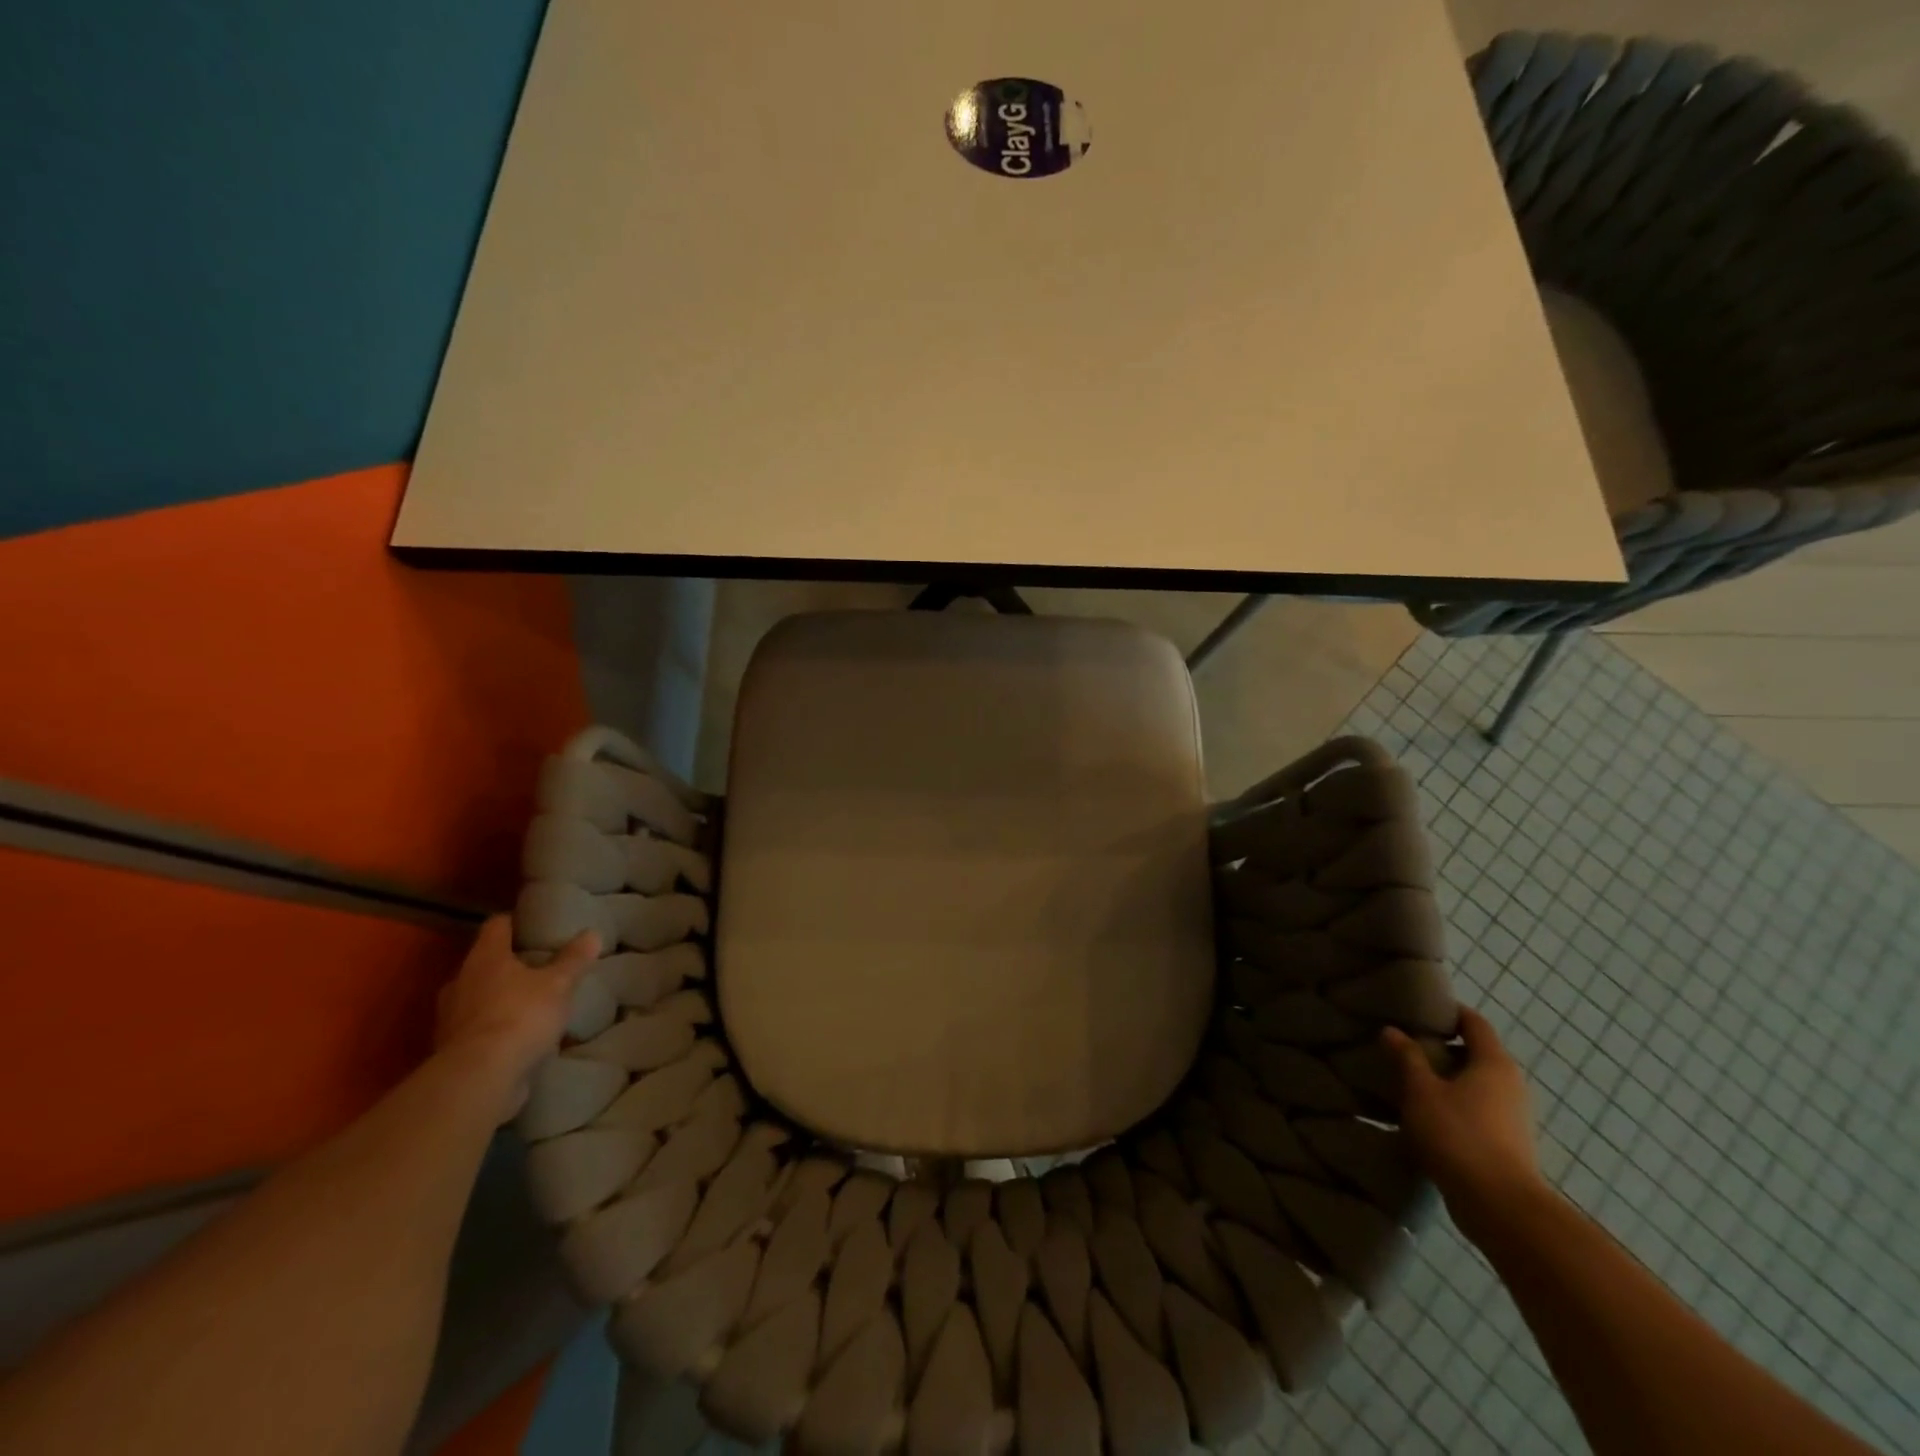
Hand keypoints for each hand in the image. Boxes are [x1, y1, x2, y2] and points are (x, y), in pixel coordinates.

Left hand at [436, 915, 600, 1120]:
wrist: (480, 1078)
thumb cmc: (520, 1016)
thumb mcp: (559, 984)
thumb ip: (574, 959)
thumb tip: (592, 933)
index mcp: (485, 958)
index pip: (496, 925)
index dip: (515, 922)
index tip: (534, 925)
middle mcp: (460, 982)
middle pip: (484, 962)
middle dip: (507, 964)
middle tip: (536, 967)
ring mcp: (450, 1018)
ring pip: (476, 997)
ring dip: (497, 998)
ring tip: (528, 1003)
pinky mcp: (451, 1050)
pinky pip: (476, 1029)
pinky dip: (493, 1028)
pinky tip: (516, 1036)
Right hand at [1384, 1007, 1543, 1243]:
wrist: (1500, 1206)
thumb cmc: (1459, 1134)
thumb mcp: (1421, 1090)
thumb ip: (1407, 1057)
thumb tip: (1392, 1030)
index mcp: (1494, 1063)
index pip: (1474, 1022)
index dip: (1448, 1011)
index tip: (1418, 1009)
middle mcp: (1511, 1084)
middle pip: (1476, 1052)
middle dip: (1443, 1046)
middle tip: (1405, 1043)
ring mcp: (1513, 1116)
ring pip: (1476, 1083)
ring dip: (1447, 1078)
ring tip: (1410, 1079)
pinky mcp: (1508, 1143)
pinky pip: (1478, 1109)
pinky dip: (1454, 1103)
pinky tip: (1426, 1113)